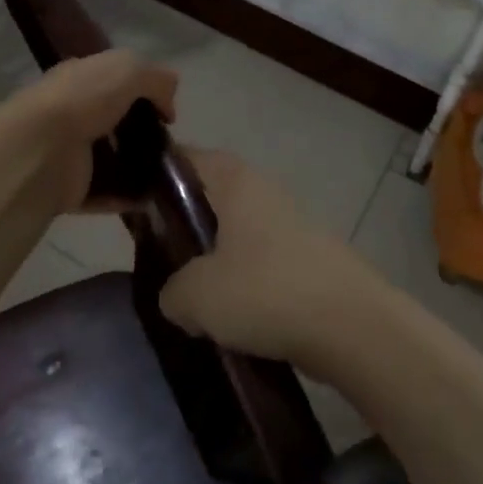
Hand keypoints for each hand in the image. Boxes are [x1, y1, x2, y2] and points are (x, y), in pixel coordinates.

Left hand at [3, 50, 177, 216]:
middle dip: (145, 133)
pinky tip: (152, 198)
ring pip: (113, 158)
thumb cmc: (84, 99)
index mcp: (81, 78)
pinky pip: (106, 193)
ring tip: (169, 175)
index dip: (144, 92)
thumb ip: (156, 79)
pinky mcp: (71, 188)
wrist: (41, 148)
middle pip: (117, 121)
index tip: (167, 112)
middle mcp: (73, 112)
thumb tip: (168, 106)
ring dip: (139, 167)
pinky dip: (128, 197)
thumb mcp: (129, 69)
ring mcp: (70, 152)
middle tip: (170, 145)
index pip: (116, 80)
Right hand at [159, 149, 383, 373]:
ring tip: (190, 292)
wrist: (353, 326)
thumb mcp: (197, 295)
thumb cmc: (266, 291)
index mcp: (235, 180)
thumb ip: (172, 290)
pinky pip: (260, 258)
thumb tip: (176, 294)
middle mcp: (263, 190)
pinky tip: (231, 313)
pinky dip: (242, 278)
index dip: (154, 174)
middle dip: (183, 220)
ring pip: (236, 229)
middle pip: (211, 193)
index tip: (129, 202)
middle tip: (156, 252)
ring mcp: (289, 222)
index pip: (184, 157)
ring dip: (213, 254)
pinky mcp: (307, 256)